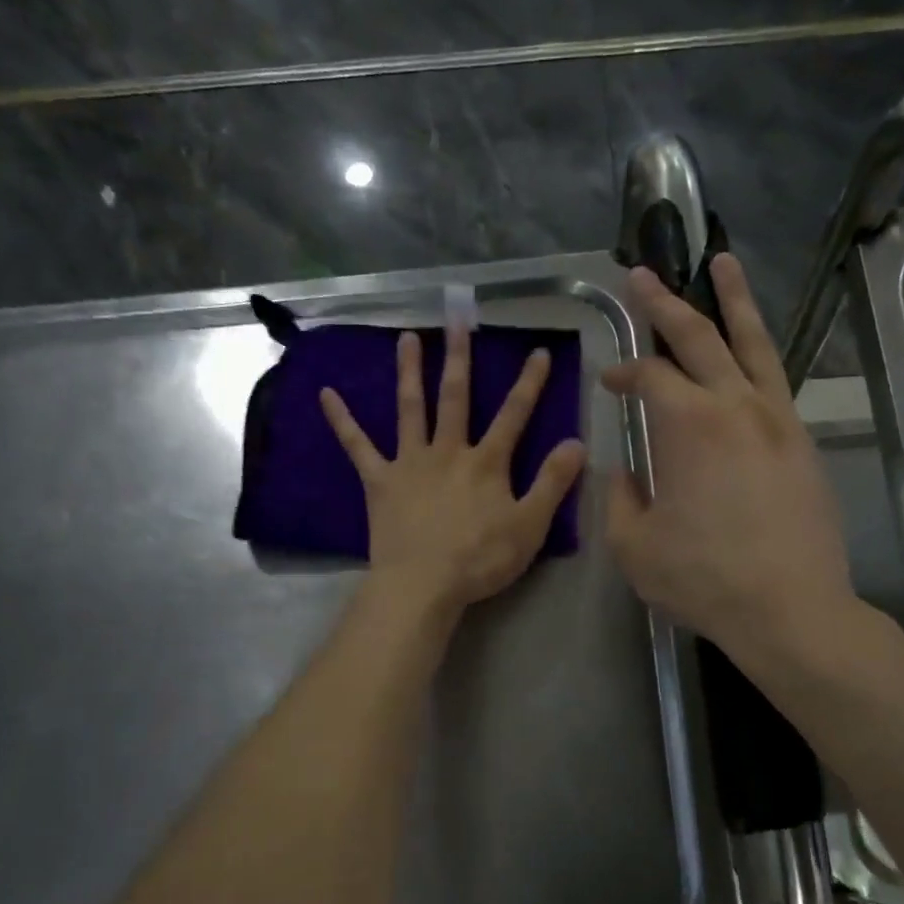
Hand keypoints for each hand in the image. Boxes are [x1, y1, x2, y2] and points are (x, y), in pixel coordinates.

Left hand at [321, 326, 586, 617]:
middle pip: (456, 397)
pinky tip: (326, 395)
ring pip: (410, 409)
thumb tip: (576, 443)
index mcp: (486, 463)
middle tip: (457, 319)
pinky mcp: (380, 481)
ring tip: (406, 338)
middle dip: (460, 357)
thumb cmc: (480, 559)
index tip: (538, 351)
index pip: (514, 415)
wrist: (422, 584)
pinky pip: (357, 446)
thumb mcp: (530, 526)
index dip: (529, 383)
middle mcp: (448, 451)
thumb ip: (553, 483)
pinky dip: (342, 421)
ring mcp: (410, 463)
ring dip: (409, 372)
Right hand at [603, 256, 853, 669]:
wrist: (790, 609)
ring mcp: (777, 420)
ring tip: (722, 262)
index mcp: (687, 425)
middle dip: (665, 303)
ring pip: (753, 344)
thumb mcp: (634, 546)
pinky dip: (760, 352)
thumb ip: (619, 499)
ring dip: (733, 300)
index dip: (623, 372)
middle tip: (643, 274)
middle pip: (698, 337)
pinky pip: (777, 380)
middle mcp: (735, 406)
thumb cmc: (703, 579)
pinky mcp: (802, 442)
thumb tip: (625, 471)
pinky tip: (751, 351)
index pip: (649, 376)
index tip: (608, 381)